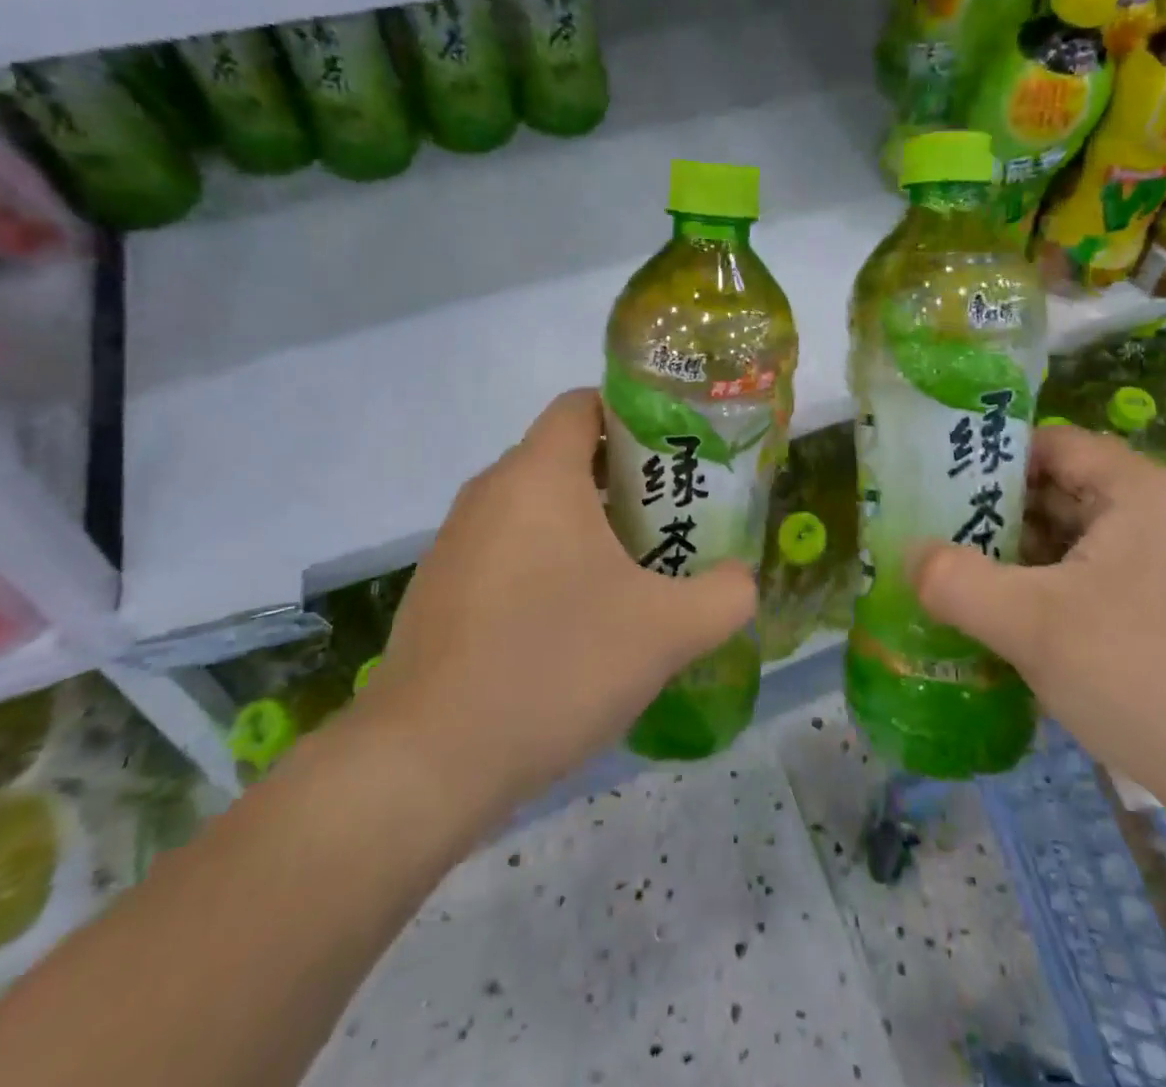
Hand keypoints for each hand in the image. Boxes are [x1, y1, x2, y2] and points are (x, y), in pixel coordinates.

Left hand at [347, 389, 755, 822]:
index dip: (635, 418)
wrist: (426, 762)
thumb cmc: (555, 665)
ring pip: (537, 507)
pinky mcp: (440, 588)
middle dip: (624, 481)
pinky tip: (575, 624)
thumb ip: (724, 595)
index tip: (675, 459)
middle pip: (566, 455)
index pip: (584, 403)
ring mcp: (457, 541)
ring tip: (635, 574)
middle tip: (672, 521)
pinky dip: (548, 562)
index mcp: (538, 474)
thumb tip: (738, 580)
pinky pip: (508, 549)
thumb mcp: (666, 631)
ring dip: (588, 527)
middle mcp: (490, 491)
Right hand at [912, 425, 1165, 825]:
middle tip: (938, 538)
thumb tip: (909, 554)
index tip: (937, 489)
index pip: (1052, 444)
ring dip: (1024, 559)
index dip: (990, 459)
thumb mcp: (1030, 625)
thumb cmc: (1147, 680)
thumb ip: (955, 580)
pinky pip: (1105, 582)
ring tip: (965, 581)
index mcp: (1143, 493)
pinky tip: (1018, 627)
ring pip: (1084, 542)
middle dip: (998, 514)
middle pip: (1067, 491)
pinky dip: (1057, 592)